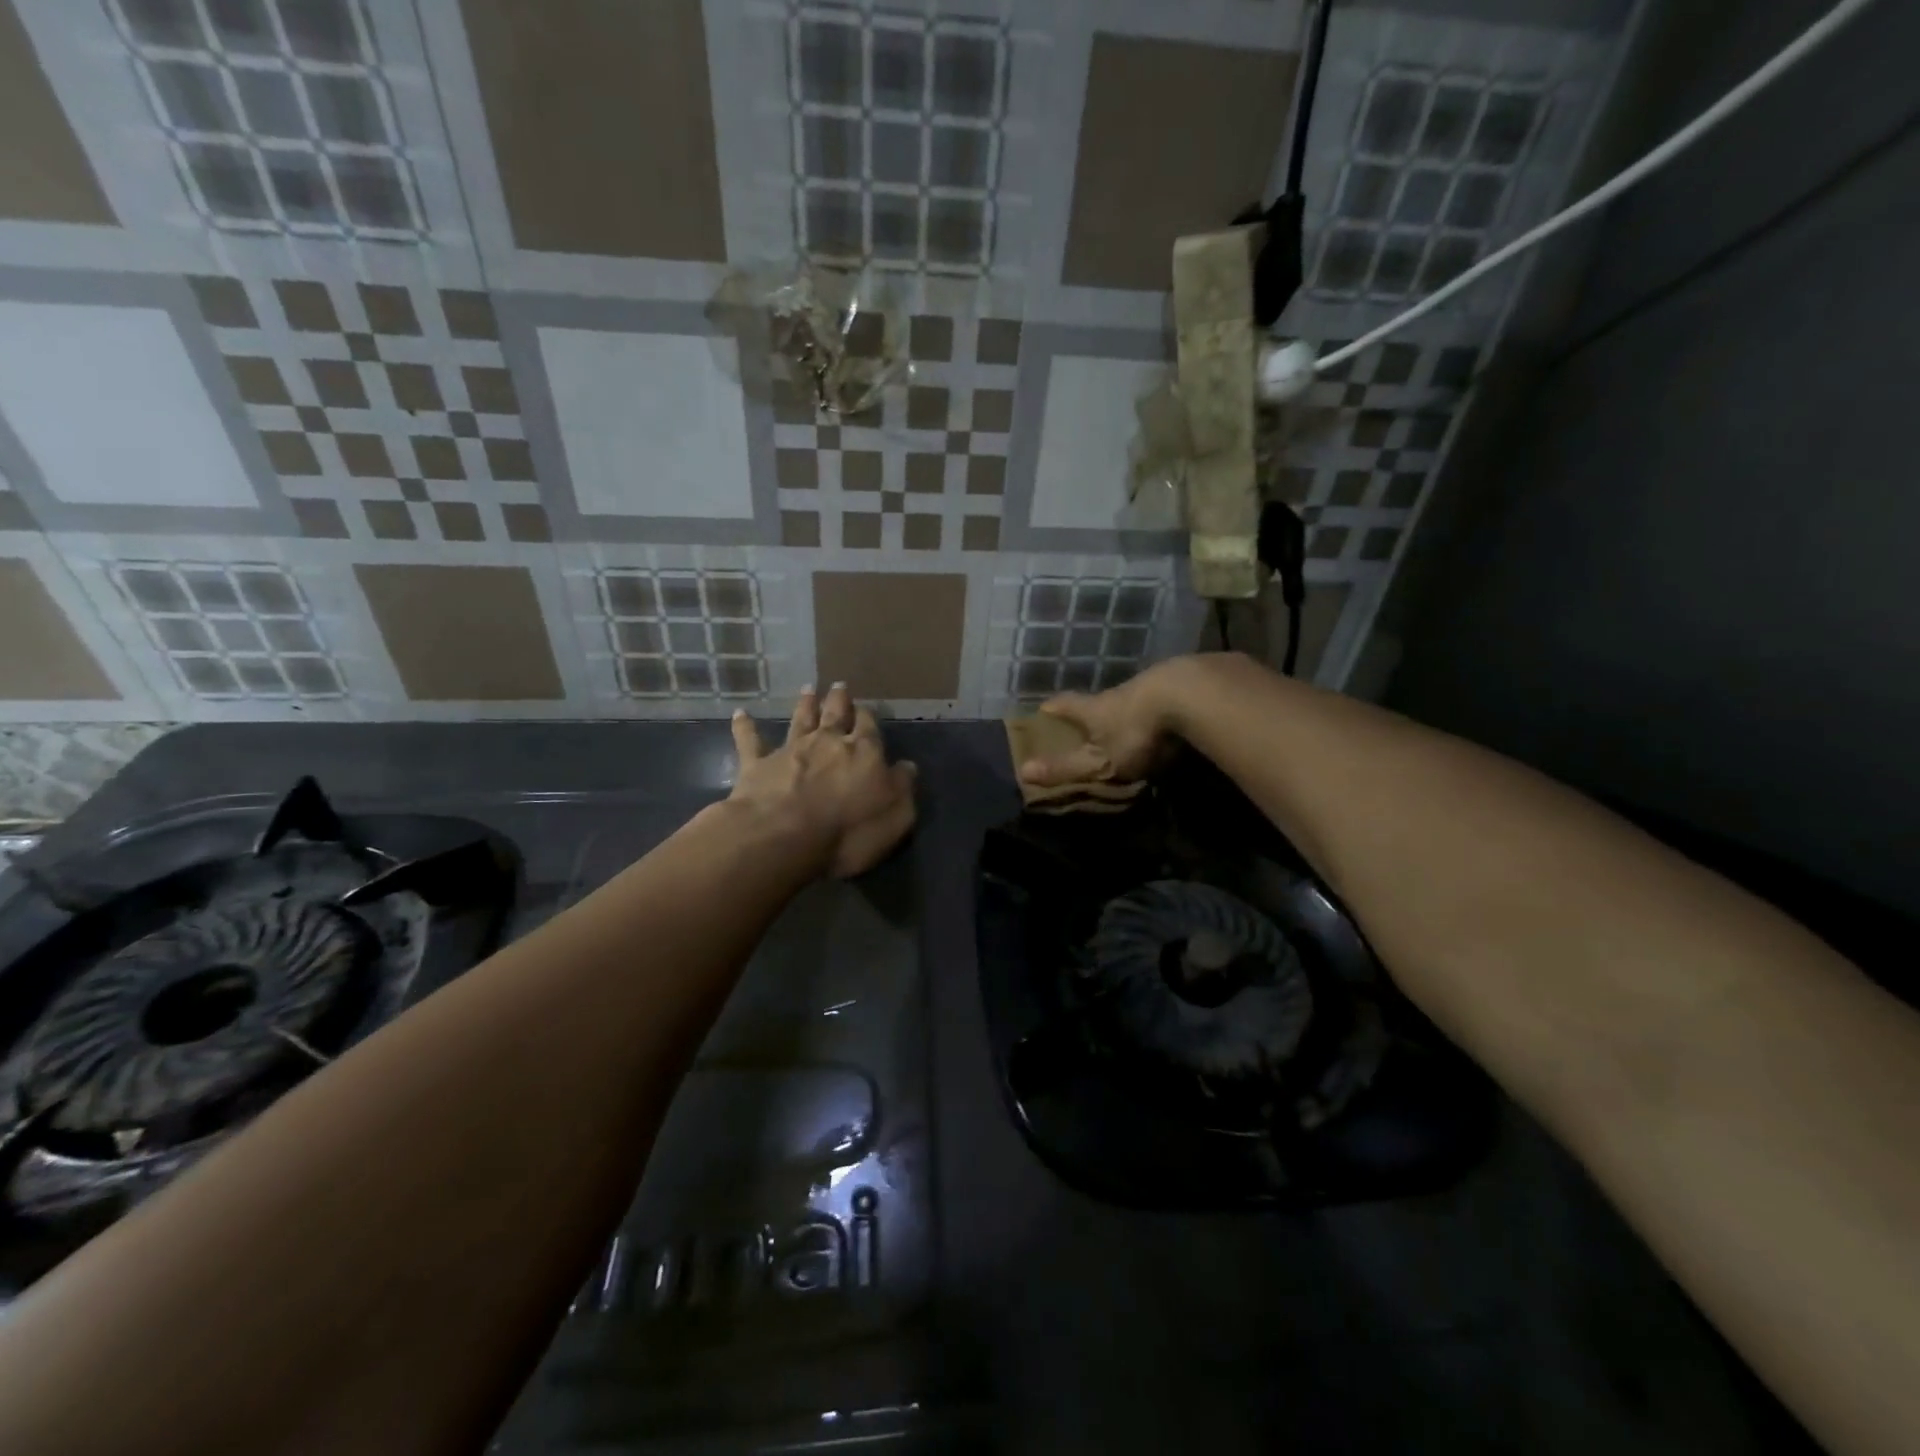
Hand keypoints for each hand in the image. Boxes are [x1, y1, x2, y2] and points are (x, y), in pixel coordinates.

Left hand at [729, 684, 917, 878]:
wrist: (783, 836)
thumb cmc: (848, 831)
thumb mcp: (895, 816)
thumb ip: (902, 788)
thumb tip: (907, 766)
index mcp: (864, 752)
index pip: (869, 728)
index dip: (868, 717)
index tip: (868, 709)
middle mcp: (828, 742)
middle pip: (835, 714)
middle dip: (839, 700)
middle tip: (839, 686)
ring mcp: (791, 750)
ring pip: (800, 720)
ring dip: (804, 704)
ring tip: (808, 689)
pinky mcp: (757, 764)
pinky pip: (750, 741)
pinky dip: (745, 727)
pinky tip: (740, 714)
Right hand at [1017, 664, 1184, 789]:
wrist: (1191, 697)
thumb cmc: (1136, 733)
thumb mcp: (1098, 760)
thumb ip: (1066, 768)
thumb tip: (1023, 772)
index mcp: (1094, 709)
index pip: (1065, 705)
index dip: (1052, 708)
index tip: (1042, 709)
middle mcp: (1119, 693)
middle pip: (1100, 700)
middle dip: (1092, 710)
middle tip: (1087, 723)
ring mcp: (1153, 686)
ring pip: (1134, 698)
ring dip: (1130, 710)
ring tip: (1132, 725)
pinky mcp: (1184, 685)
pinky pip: (1167, 698)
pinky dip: (1163, 708)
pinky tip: (1172, 719)